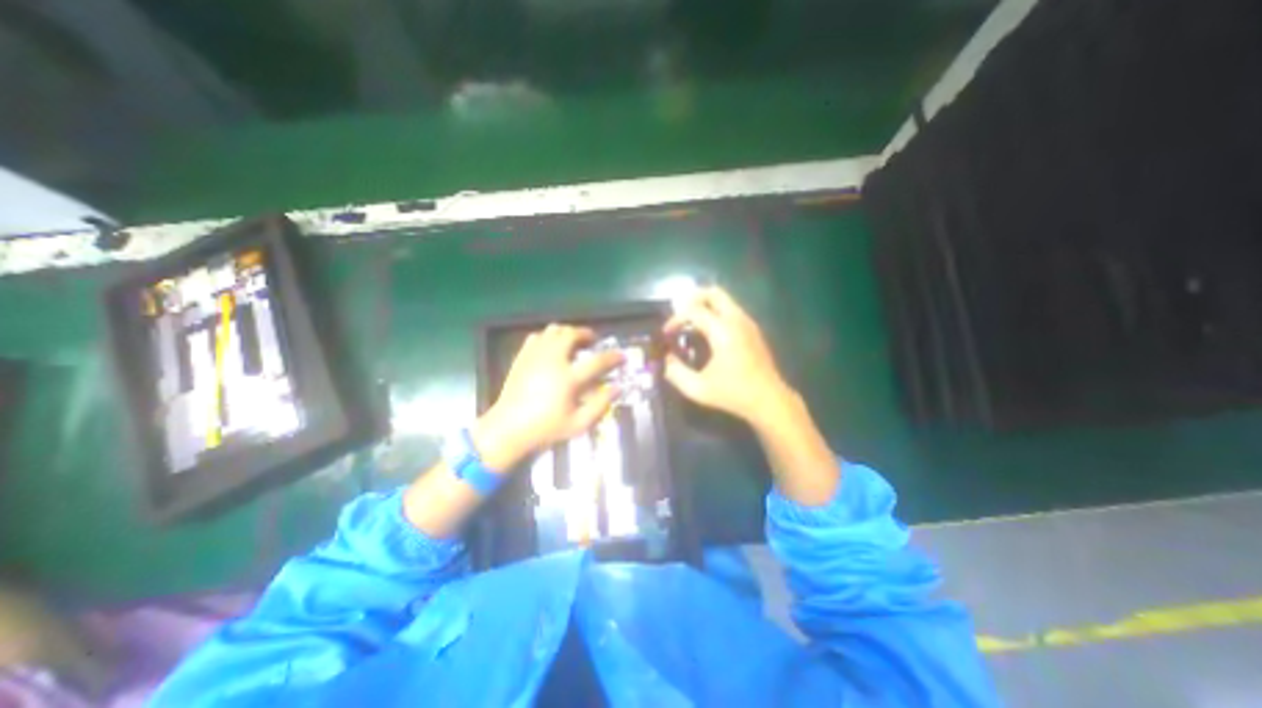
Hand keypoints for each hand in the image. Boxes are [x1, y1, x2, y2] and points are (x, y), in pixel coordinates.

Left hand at [475, 323, 621, 470]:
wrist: (507, 428)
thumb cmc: (545, 428)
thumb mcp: (578, 424)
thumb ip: (600, 405)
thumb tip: (617, 388)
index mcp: (568, 378)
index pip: (597, 361)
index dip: (612, 357)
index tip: (621, 355)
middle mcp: (552, 361)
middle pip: (571, 334)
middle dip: (586, 333)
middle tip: (593, 341)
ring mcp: (535, 356)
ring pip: (553, 330)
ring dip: (567, 332)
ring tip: (573, 342)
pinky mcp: (522, 357)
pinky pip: (537, 336)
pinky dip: (548, 337)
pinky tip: (552, 348)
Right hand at [662, 287, 785, 426]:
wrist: (769, 400)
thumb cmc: (733, 394)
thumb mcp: (698, 389)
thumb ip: (676, 373)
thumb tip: (666, 359)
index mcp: (723, 331)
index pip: (694, 310)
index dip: (676, 318)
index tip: (667, 333)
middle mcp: (737, 320)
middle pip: (713, 293)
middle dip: (692, 299)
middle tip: (678, 314)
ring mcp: (748, 323)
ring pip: (724, 300)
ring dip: (704, 305)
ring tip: (690, 323)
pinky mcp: (753, 330)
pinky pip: (731, 310)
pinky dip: (716, 312)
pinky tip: (708, 332)